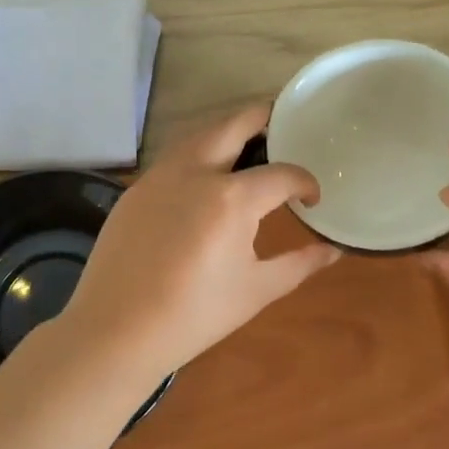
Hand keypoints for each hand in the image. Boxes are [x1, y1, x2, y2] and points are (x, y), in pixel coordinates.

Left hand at [63, 103, 341, 378]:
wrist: (116, 330)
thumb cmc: (195, 315)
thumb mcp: (256, 290)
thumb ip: (299, 264)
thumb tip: (332, 250)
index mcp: (231, 197)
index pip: (281, 174)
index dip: (304, 183)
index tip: (311, 199)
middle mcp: (194, 172)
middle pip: (233, 124)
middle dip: (262, 118)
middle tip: (280, 123)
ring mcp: (158, 177)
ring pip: (198, 136)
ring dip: (225, 132)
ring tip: (245, 146)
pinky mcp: (135, 191)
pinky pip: (172, 159)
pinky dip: (196, 155)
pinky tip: (202, 180)